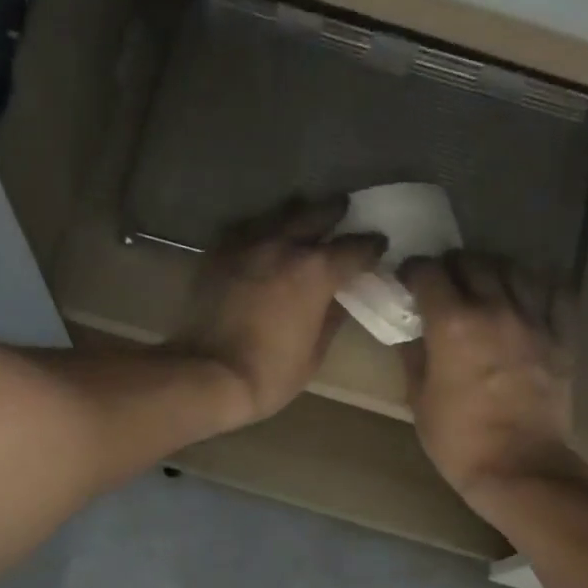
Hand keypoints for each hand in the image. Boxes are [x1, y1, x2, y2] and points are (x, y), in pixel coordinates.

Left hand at [166, 196, 385, 429]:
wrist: (208, 375)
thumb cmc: (269, 374)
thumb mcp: (314, 354)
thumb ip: (331, 318)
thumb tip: (341, 298)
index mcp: (316, 271)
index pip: (354, 248)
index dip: (371, 247)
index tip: (378, 245)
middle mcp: (284, 245)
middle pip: (317, 214)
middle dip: (335, 213)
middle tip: (344, 212)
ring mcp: (248, 244)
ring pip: (279, 213)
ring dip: (297, 213)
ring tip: (304, 217)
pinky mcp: (219, 253)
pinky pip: (246, 228)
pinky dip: (260, 228)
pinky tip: (263, 236)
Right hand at [400, 251, 587, 502]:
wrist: (519, 468)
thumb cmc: (459, 441)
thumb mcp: (419, 400)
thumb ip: (414, 356)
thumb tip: (411, 331)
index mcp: (452, 324)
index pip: (429, 272)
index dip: (414, 272)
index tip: (409, 282)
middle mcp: (494, 309)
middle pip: (472, 261)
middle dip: (452, 266)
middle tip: (445, 285)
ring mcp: (534, 319)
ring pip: (514, 268)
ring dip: (493, 270)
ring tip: (485, 286)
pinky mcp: (562, 336)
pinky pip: (556, 291)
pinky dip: (539, 285)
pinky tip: (528, 295)